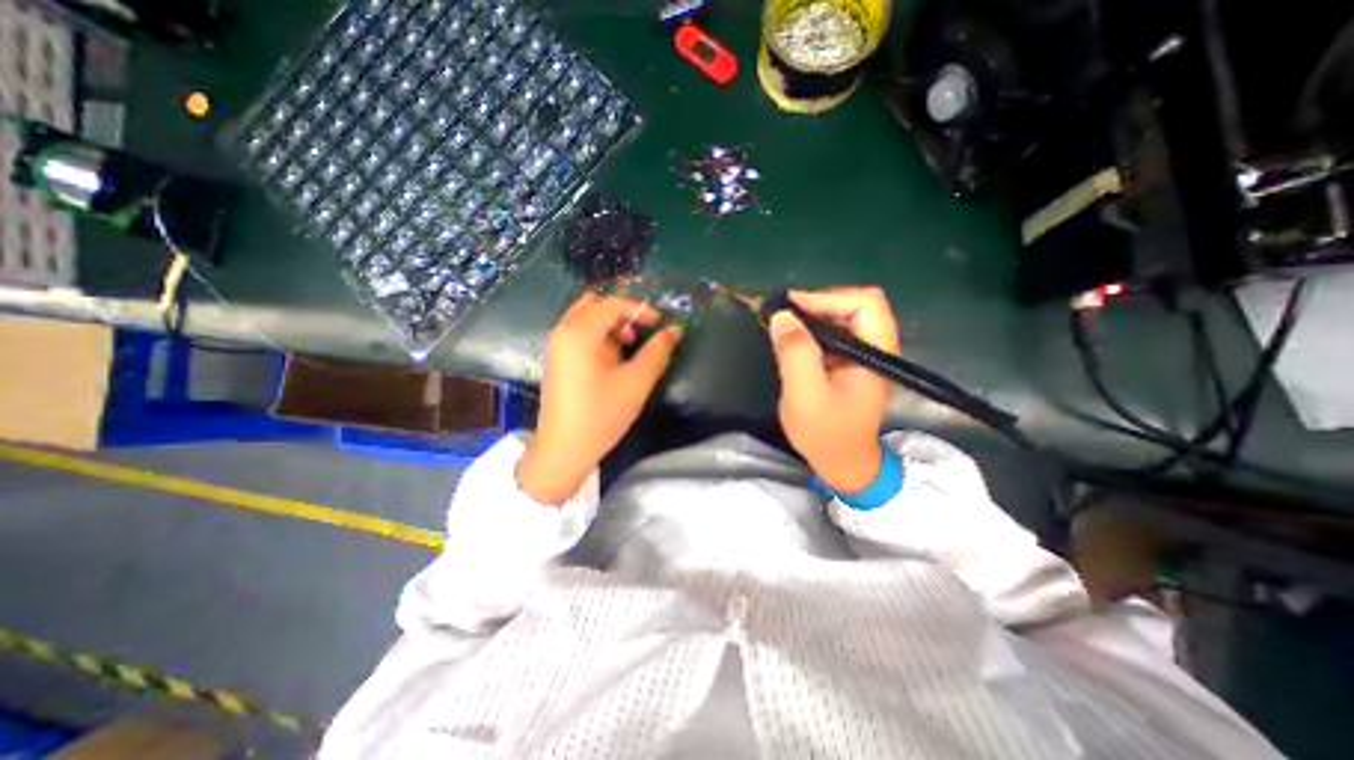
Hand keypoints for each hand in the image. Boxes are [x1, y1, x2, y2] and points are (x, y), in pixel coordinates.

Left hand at [514, 290, 681, 504]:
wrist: (564, 449)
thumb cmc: (601, 414)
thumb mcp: (636, 382)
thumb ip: (657, 352)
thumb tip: (675, 330)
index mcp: (579, 333)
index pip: (612, 304)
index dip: (640, 309)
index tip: (660, 323)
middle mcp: (563, 332)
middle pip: (594, 304)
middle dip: (621, 312)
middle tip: (640, 331)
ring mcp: (556, 345)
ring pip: (584, 318)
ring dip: (609, 324)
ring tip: (628, 346)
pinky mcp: (556, 359)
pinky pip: (578, 333)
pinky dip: (598, 335)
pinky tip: (611, 359)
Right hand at [773, 289, 895, 489]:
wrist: (842, 464)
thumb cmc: (826, 434)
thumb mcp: (805, 394)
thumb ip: (795, 353)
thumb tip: (781, 315)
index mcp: (876, 353)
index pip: (866, 303)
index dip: (829, 297)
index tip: (792, 308)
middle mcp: (876, 348)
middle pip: (855, 305)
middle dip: (818, 304)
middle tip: (784, 316)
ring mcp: (864, 355)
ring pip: (843, 317)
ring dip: (813, 316)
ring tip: (784, 325)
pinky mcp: (850, 363)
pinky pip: (834, 334)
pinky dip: (812, 331)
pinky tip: (793, 339)